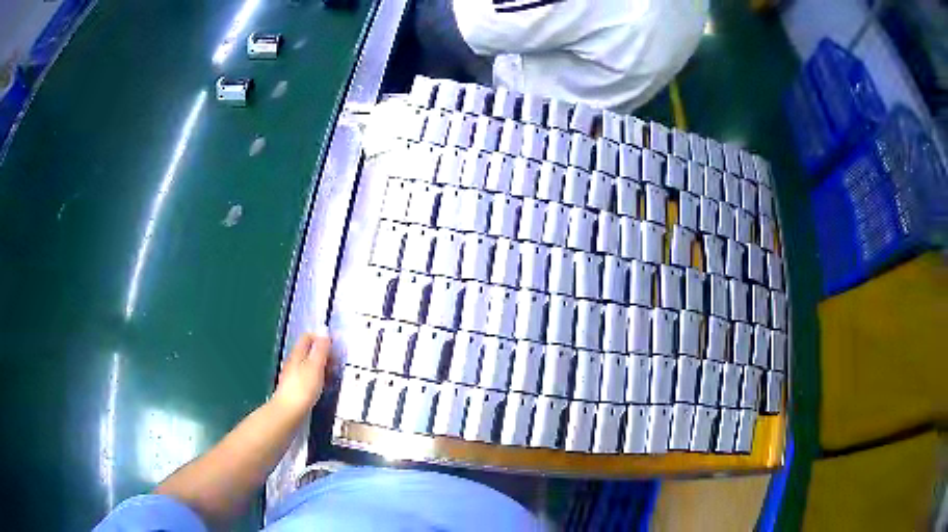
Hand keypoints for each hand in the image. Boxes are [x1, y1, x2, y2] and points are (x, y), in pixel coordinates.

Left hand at [272, 334, 332, 414]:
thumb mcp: (315, 366)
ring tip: (331, 375)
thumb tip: (324, 333)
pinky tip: (322, 386)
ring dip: (321, 366)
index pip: (307, 337)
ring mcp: (292, 375)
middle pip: (308, 351)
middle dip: (323, 353)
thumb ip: (321, 350)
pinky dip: (317, 378)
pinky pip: (307, 377)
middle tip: (335, 362)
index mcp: (298, 353)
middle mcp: (293, 361)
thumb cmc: (303, 388)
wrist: (288, 412)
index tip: (334, 347)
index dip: (321, 338)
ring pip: (308, 364)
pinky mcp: (294, 388)